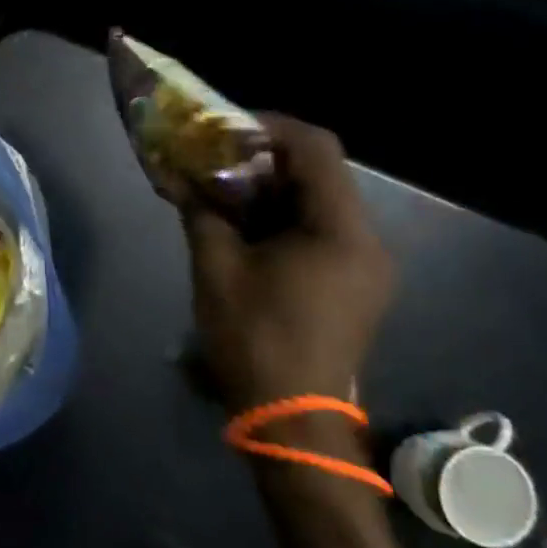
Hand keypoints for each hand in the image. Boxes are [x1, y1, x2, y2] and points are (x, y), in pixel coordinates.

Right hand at [183, 115, 392, 413]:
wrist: (292, 420)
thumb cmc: (254, 338)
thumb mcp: (216, 268)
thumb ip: (201, 211)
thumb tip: (180, 175)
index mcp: (341, 232)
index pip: (317, 148)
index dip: (269, 127)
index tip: (224, 128)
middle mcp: (367, 241)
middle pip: (320, 174)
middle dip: (264, 160)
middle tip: (214, 159)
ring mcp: (366, 266)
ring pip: (319, 203)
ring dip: (270, 190)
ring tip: (221, 193)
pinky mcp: (355, 286)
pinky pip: (321, 232)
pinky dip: (282, 219)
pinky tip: (244, 229)